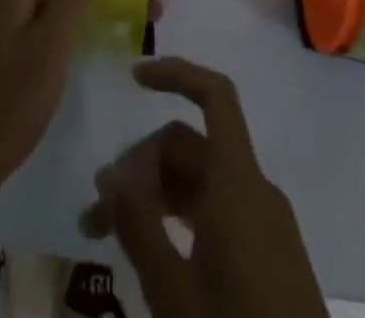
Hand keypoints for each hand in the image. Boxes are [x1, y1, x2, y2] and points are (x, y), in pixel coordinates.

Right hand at [78, 57, 323, 317]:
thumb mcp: (174, 291)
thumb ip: (138, 225)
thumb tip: (110, 173)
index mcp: (239, 182)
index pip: (215, 96)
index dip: (175, 73)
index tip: (132, 79)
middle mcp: (254, 190)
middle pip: (189, 145)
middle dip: (139, 166)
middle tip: (97, 213)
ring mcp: (265, 224)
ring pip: (198, 182)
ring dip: (152, 195)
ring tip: (106, 235)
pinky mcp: (268, 257)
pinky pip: (215, 213)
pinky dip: (178, 218)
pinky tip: (149, 251)